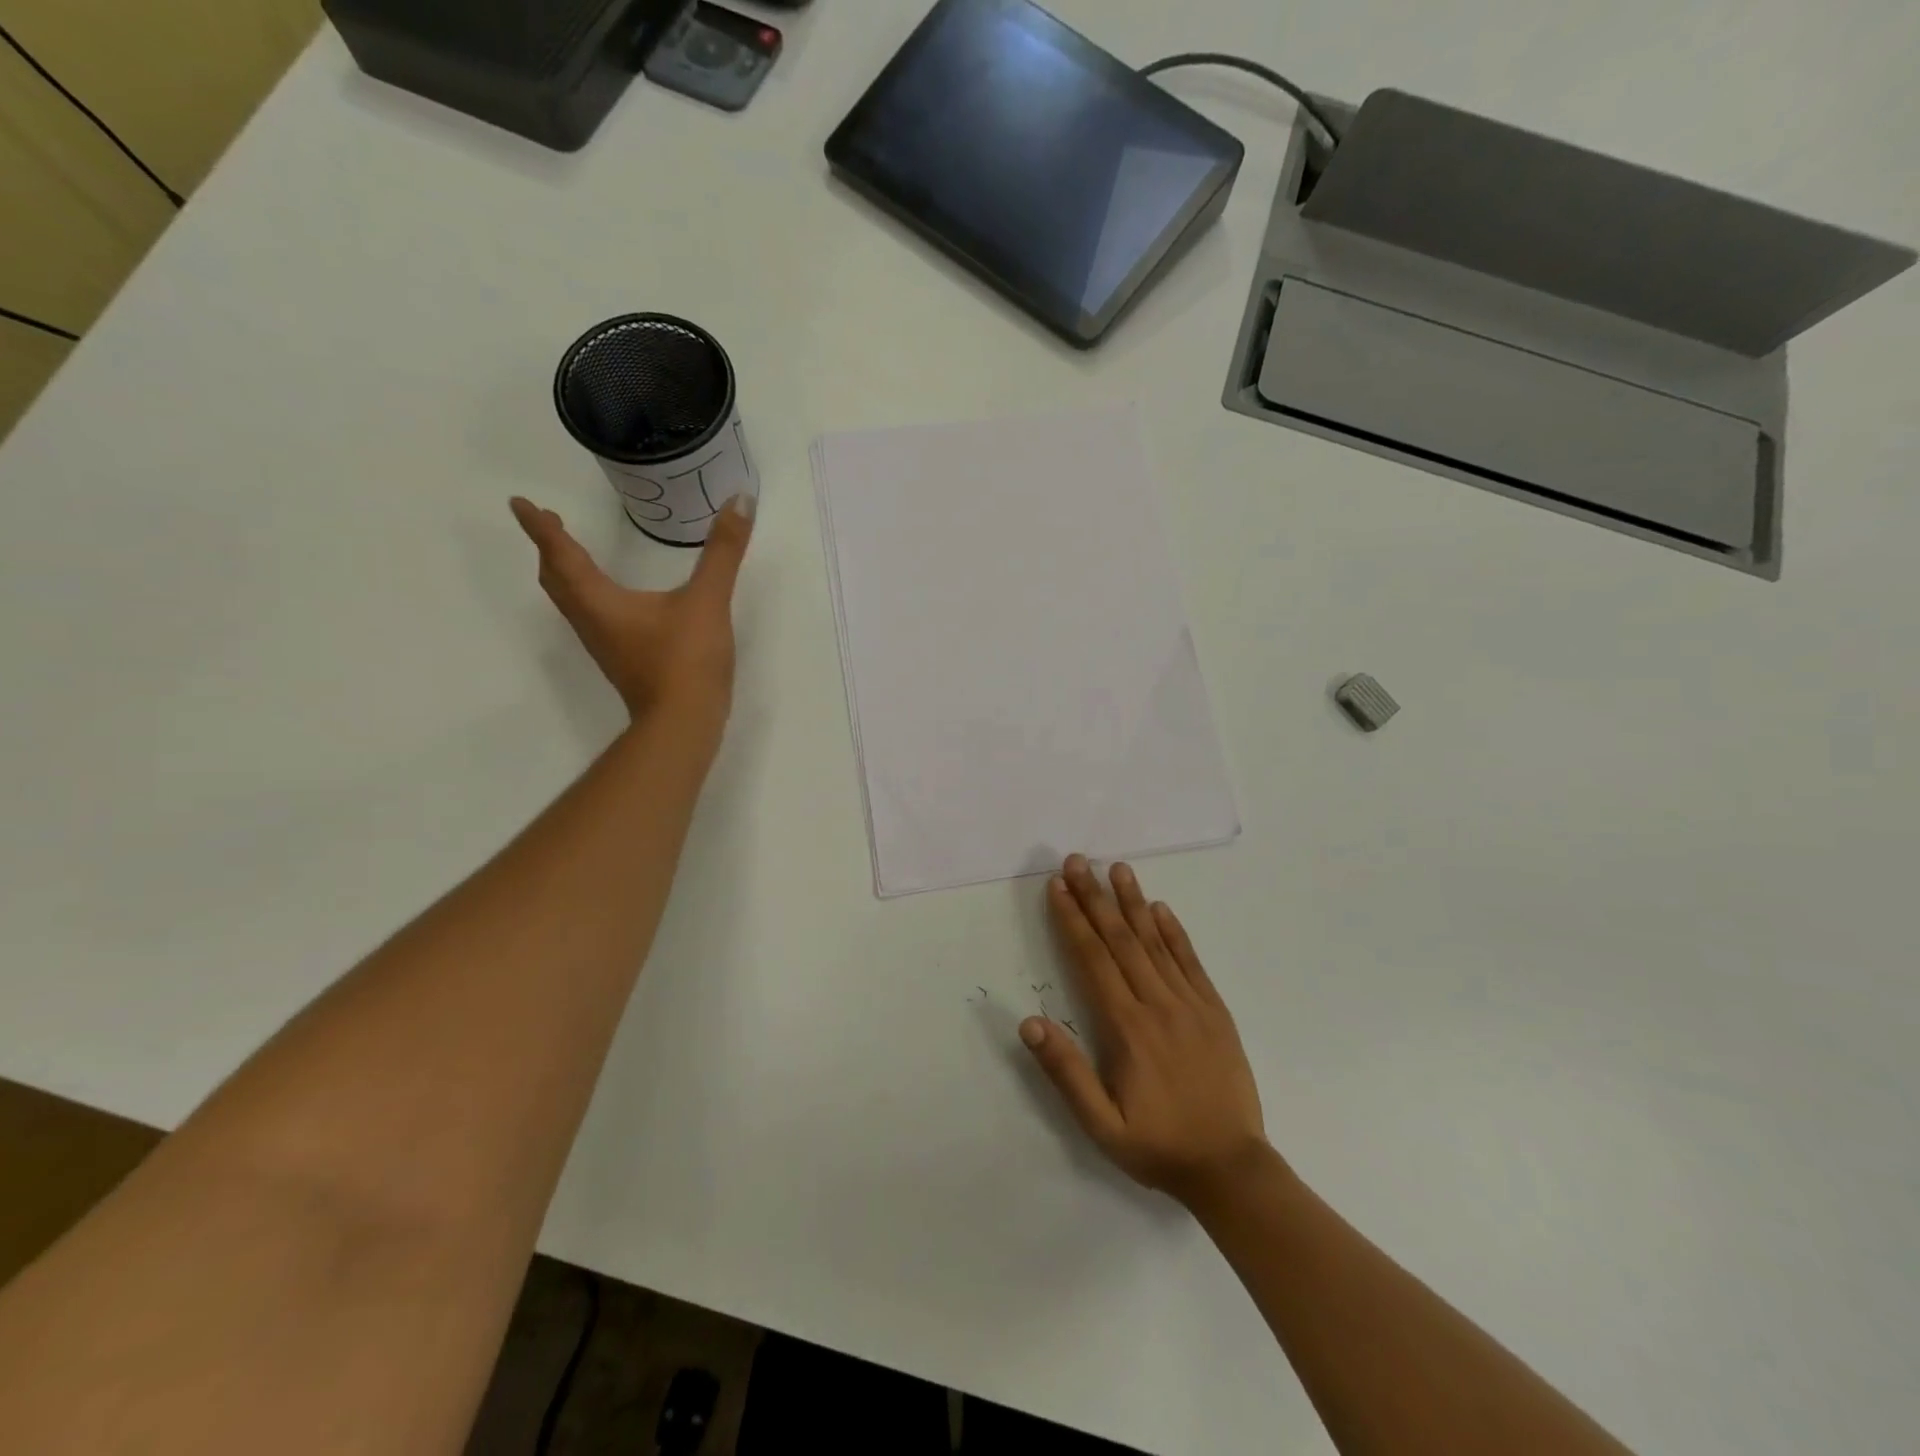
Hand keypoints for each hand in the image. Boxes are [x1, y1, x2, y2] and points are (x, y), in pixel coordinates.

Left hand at [510, 494, 753, 726]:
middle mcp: (592, 622)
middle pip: (557, 581)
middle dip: (550, 550)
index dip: (541, 528)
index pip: (561, 555)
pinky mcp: (623, 662)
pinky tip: (614, 599)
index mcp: (600, 601)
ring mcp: (606, 645)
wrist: (684, 723)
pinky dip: (589, 596)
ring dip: (566, 574)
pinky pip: (593, 619)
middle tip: (548, 524)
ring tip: (573, 553)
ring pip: (572, 603)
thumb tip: (740, 501)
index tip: (520, 503)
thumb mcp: (707, 600)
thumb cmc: (685, 660)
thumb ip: (723, 552)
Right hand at [1022, 855, 1270, 1205]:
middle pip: (1120, 939)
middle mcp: (1157, 1004)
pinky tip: (1161, 908)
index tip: (1057, 887)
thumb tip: (1029, 1022)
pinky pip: (1191, 962)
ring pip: (1156, 942)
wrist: (1232, 1168)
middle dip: (1095, 897)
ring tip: (1117, 869)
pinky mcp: (1215, 1011)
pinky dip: (1174, 932)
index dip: (1072, 920)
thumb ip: (1065, 1072)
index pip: (1092, 959)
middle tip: (1078, 861)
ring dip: (1133, 902)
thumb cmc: (1158, 1146)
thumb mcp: (1100, 1125)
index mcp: (1126, 1027)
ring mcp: (1191, 1004)